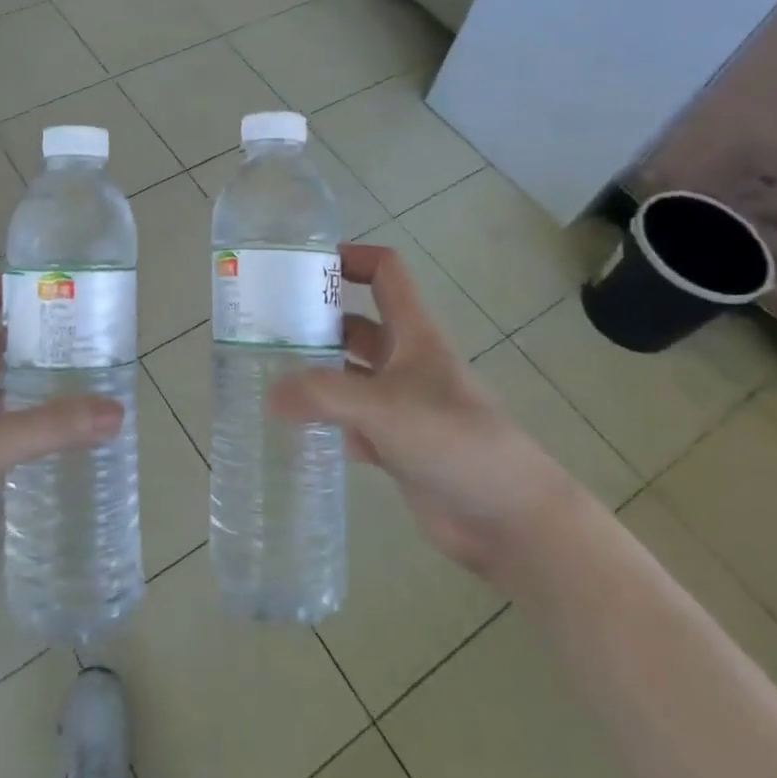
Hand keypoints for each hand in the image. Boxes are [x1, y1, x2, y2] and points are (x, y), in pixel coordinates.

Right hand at [271, 243, 581, 579]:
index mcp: (413, 334)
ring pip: (350, 377)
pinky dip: (328, 424)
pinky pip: (352, 424)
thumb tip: (270, 394)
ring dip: (316, 376)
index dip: (351, 259)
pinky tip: (297, 432)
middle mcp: (406, 362)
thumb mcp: (384, 407)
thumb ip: (323, 395)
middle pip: (356, 326)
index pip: (386, 274)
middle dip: (316, 323)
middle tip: (266, 330)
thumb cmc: (455, 441)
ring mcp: (402, 405)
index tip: (304, 267)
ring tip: (267, 378)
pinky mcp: (397, 445)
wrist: (510, 518)